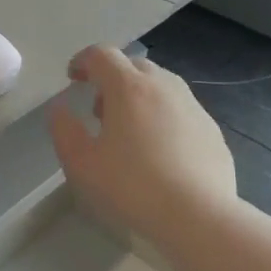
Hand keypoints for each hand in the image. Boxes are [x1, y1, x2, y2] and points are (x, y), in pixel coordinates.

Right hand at [49, 46, 237, 239]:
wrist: (199, 215)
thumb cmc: (132, 186)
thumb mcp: (82, 163)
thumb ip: (64, 130)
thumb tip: (60, 109)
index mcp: (129, 86)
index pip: (102, 54)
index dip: (83, 61)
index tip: (73, 78)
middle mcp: (163, 86)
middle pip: (134, 66)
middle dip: (112, 78)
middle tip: (100, 110)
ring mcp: (192, 106)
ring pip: (161, 86)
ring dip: (140, 96)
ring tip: (130, 131)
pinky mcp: (211, 129)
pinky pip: (180, 110)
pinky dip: (164, 117)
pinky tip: (161, 152)